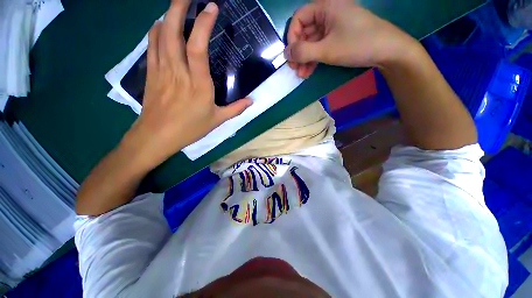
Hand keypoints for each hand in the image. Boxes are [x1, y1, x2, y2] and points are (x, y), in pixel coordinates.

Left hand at [123, 0, 251, 168]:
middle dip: (178, 8)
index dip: (203, 24)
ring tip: (175, 5)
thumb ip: (236, 109)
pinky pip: (151, 46)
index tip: (211, 7)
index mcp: (198, 84)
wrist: (157, 136)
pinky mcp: (151, 73)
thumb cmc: (189, 129)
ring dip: (167, 16)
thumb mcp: (217, 120)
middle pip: (173, 32)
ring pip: (160, 35)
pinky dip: (155, 31)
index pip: (198, 48)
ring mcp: (161, 70)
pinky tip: (160, 25)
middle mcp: (178, 72)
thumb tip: (252, 102)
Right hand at [284, 0, 419, 77]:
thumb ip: (303, 51)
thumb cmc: (357, 44)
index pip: (299, 18)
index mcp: (325, 6)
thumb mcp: (326, 49)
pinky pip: (320, 47)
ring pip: (312, 42)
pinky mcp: (338, 37)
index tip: (292, 55)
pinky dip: (314, 59)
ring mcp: (333, 26)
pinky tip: (309, 72)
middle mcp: (328, 13)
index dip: (292, 37)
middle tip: (295, 68)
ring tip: (302, 74)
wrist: (387, 51)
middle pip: (305, 32)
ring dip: (305, 59)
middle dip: (298, 52)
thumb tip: (285, 54)